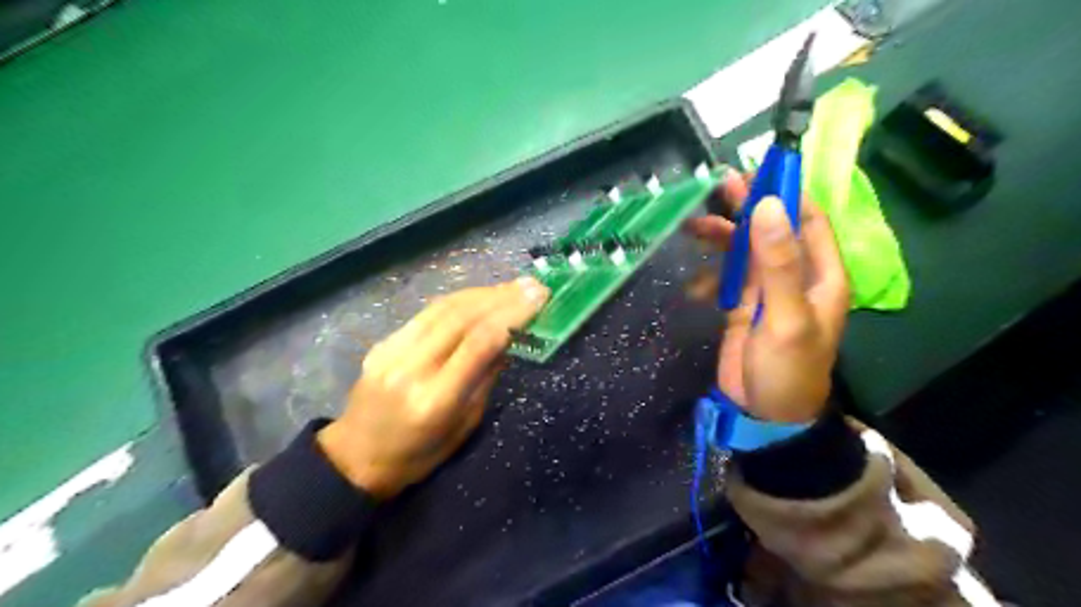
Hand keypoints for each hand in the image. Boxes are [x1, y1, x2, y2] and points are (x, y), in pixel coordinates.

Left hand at [315, 276, 550, 498]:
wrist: (355, 458)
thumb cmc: (418, 456)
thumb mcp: (464, 427)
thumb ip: (485, 380)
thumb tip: (507, 340)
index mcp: (435, 399)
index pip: (479, 343)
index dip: (512, 315)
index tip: (539, 298)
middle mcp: (411, 368)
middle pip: (462, 317)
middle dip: (502, 297)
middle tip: (531, 285)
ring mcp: (392, 351)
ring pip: (443, 308)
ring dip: (482, 293)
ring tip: (511, 287)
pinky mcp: (383, 343)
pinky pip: (426, 313)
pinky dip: (458, 301)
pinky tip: (478, 296)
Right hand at [682, 172, 851, 422]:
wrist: (764, 414)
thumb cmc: (787, 369)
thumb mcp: (786, 316)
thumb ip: (777, 263)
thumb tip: (768, 206)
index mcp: (821, 274)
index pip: (808, 219)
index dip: (786, 192)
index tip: (756, 171)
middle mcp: (796, 275)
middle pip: (771, 230)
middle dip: (747, 208)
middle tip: (718, 186)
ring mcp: (767, 290)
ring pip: (745, 250)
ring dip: (722, 236)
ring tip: (691, 226)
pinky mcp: (742, 305)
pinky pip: (726, 275)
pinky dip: (710, 271)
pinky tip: (694, 279)